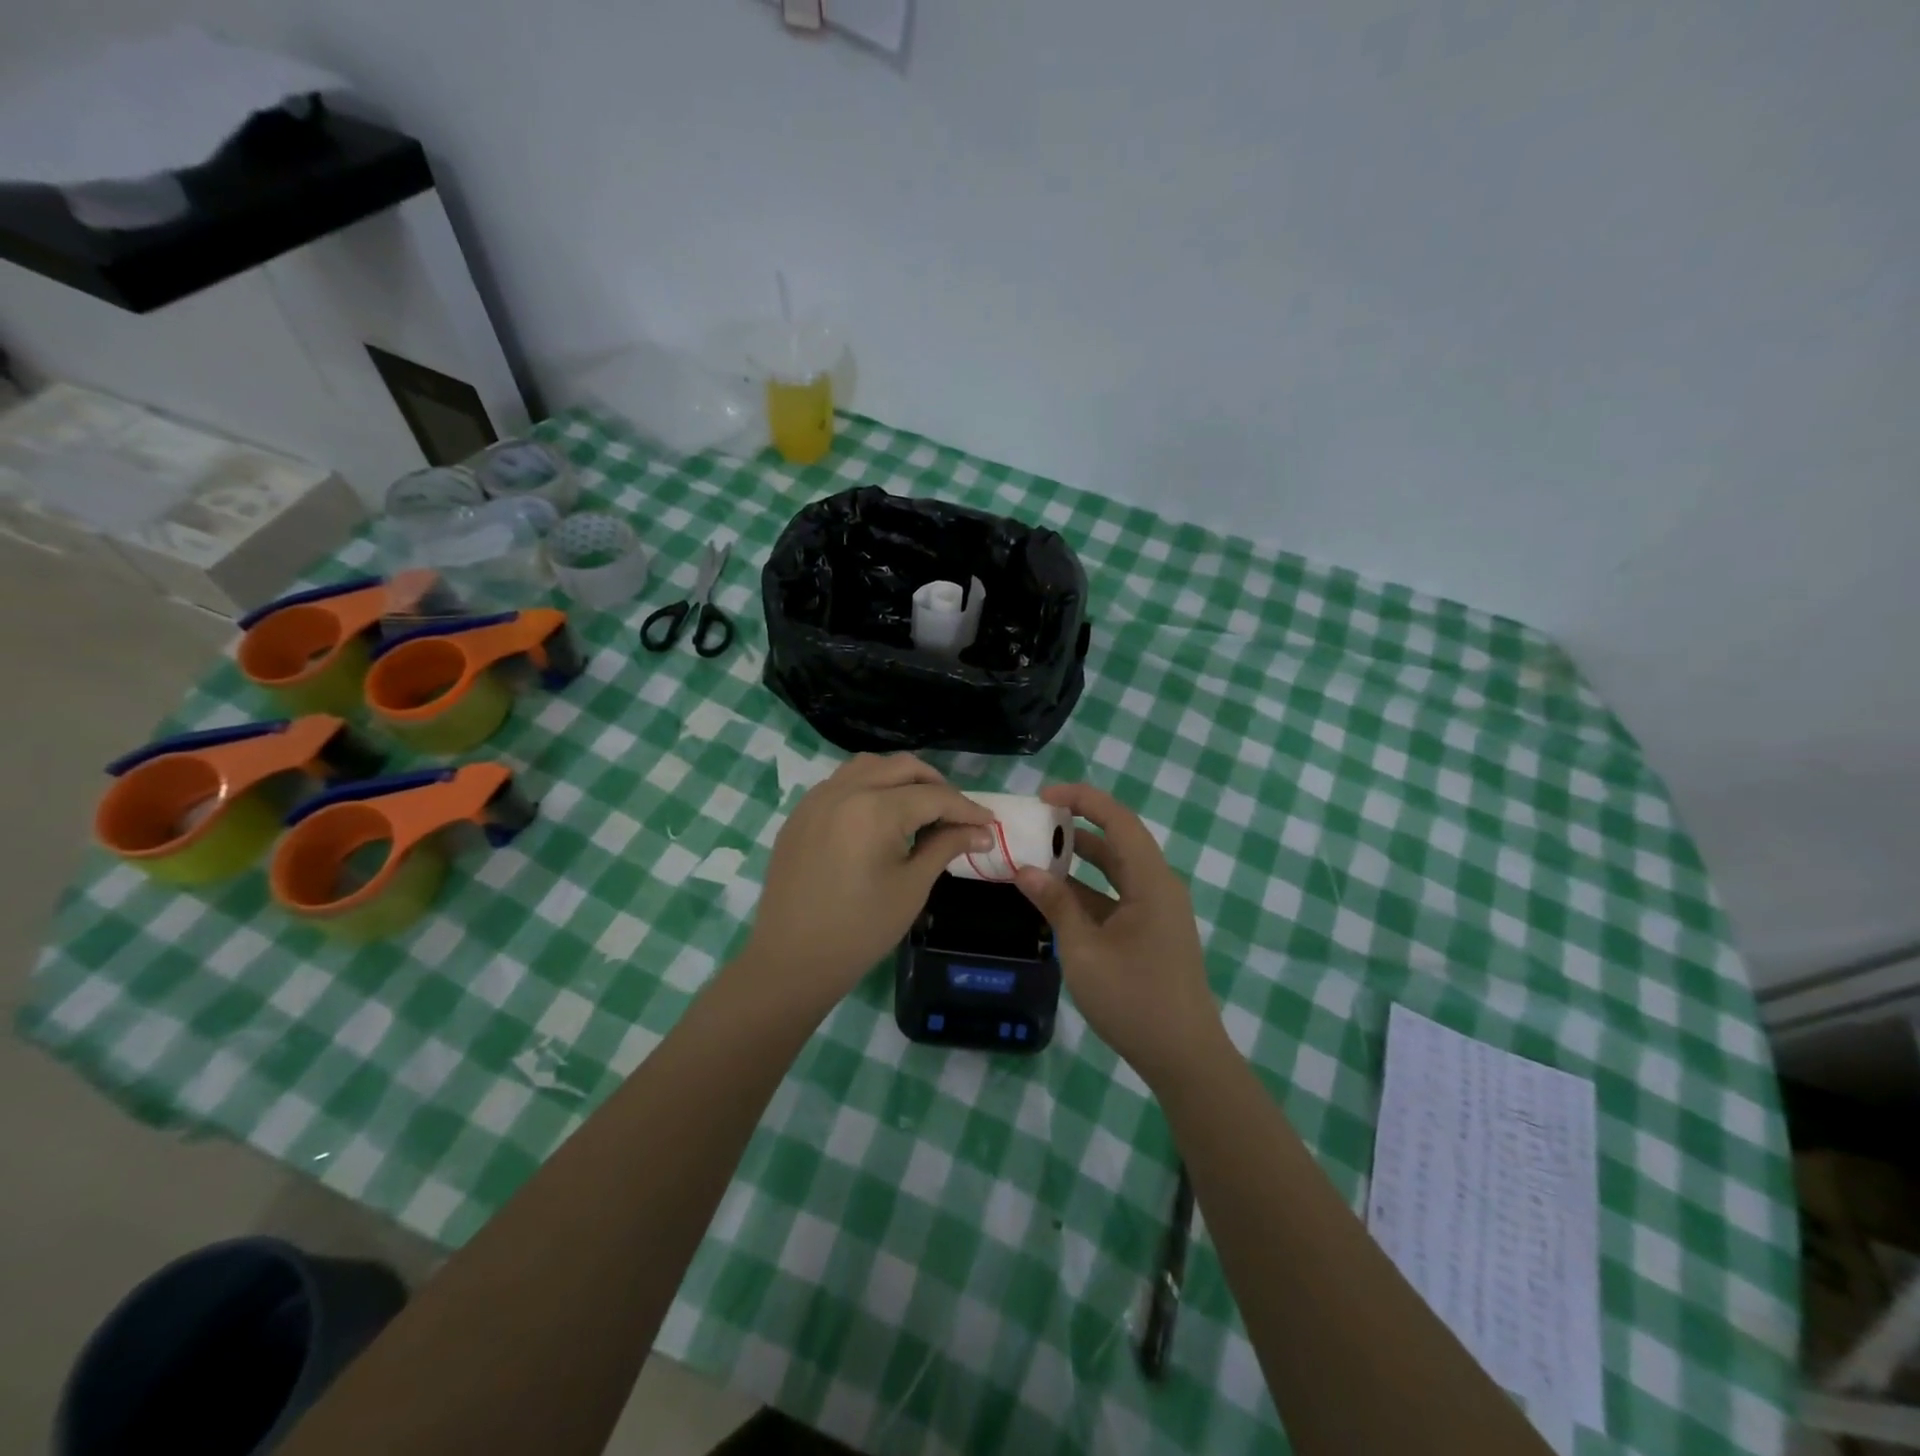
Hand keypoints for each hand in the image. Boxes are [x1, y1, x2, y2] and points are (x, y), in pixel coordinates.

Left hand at [736, 754, 993, 1016]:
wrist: (792, 960)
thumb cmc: (860, 930)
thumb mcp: (912, 887)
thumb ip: (946, 847)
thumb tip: (981, 832)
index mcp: (875, 810)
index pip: (934, 796)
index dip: (967, 809)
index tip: (990, 824)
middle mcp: (845, 791)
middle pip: (903, 768)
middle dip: (936, 786)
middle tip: (957, 815)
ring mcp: (817, 798)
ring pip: (869, 766)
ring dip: (901, 778)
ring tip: (919, 807)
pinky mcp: (801, 813)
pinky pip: (842, 782)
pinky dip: (870, 786)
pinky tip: (880, 816)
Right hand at [1014, 784, 1224, 1085]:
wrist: (1184, 1057)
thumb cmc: (1134, 999)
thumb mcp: (1084, 950)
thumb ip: (1056, 905)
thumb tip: (1025, 870)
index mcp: (1151, 881)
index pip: (1118, 820)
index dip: (1083, 799)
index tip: (1044, 796)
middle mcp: (1159, 887)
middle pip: (1118, 841)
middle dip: (1078, 826)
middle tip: (1035, 822)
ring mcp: (1157, 911)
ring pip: (1116, 870)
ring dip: (1081, 859)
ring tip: (1038, 853)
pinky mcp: (1152, 932)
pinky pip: (1117, 896)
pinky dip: (1088, 889)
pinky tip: (1056, 896)